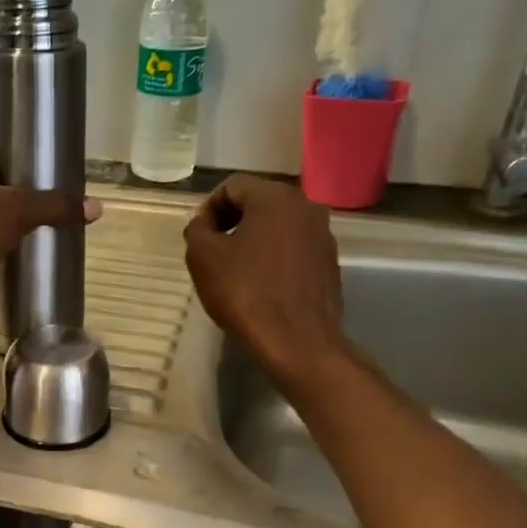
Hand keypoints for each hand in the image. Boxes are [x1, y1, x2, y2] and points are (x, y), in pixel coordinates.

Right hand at [183, 175, 345, 391]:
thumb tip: (203, 224)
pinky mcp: (329, 263)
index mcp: (275, 197)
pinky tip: (258, 284)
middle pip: (258, 203)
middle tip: (211, 251)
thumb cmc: (246, 292)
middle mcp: (306, 206)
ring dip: (252, 240)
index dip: (208, 208)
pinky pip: (292, 249)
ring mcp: (323, 235)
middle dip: (231, 222)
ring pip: (277, 226)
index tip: (197, 236)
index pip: (232, 186)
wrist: (297, 341)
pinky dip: (272, 257)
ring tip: (233, 269)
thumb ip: (197, 230)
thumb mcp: (203, 257)